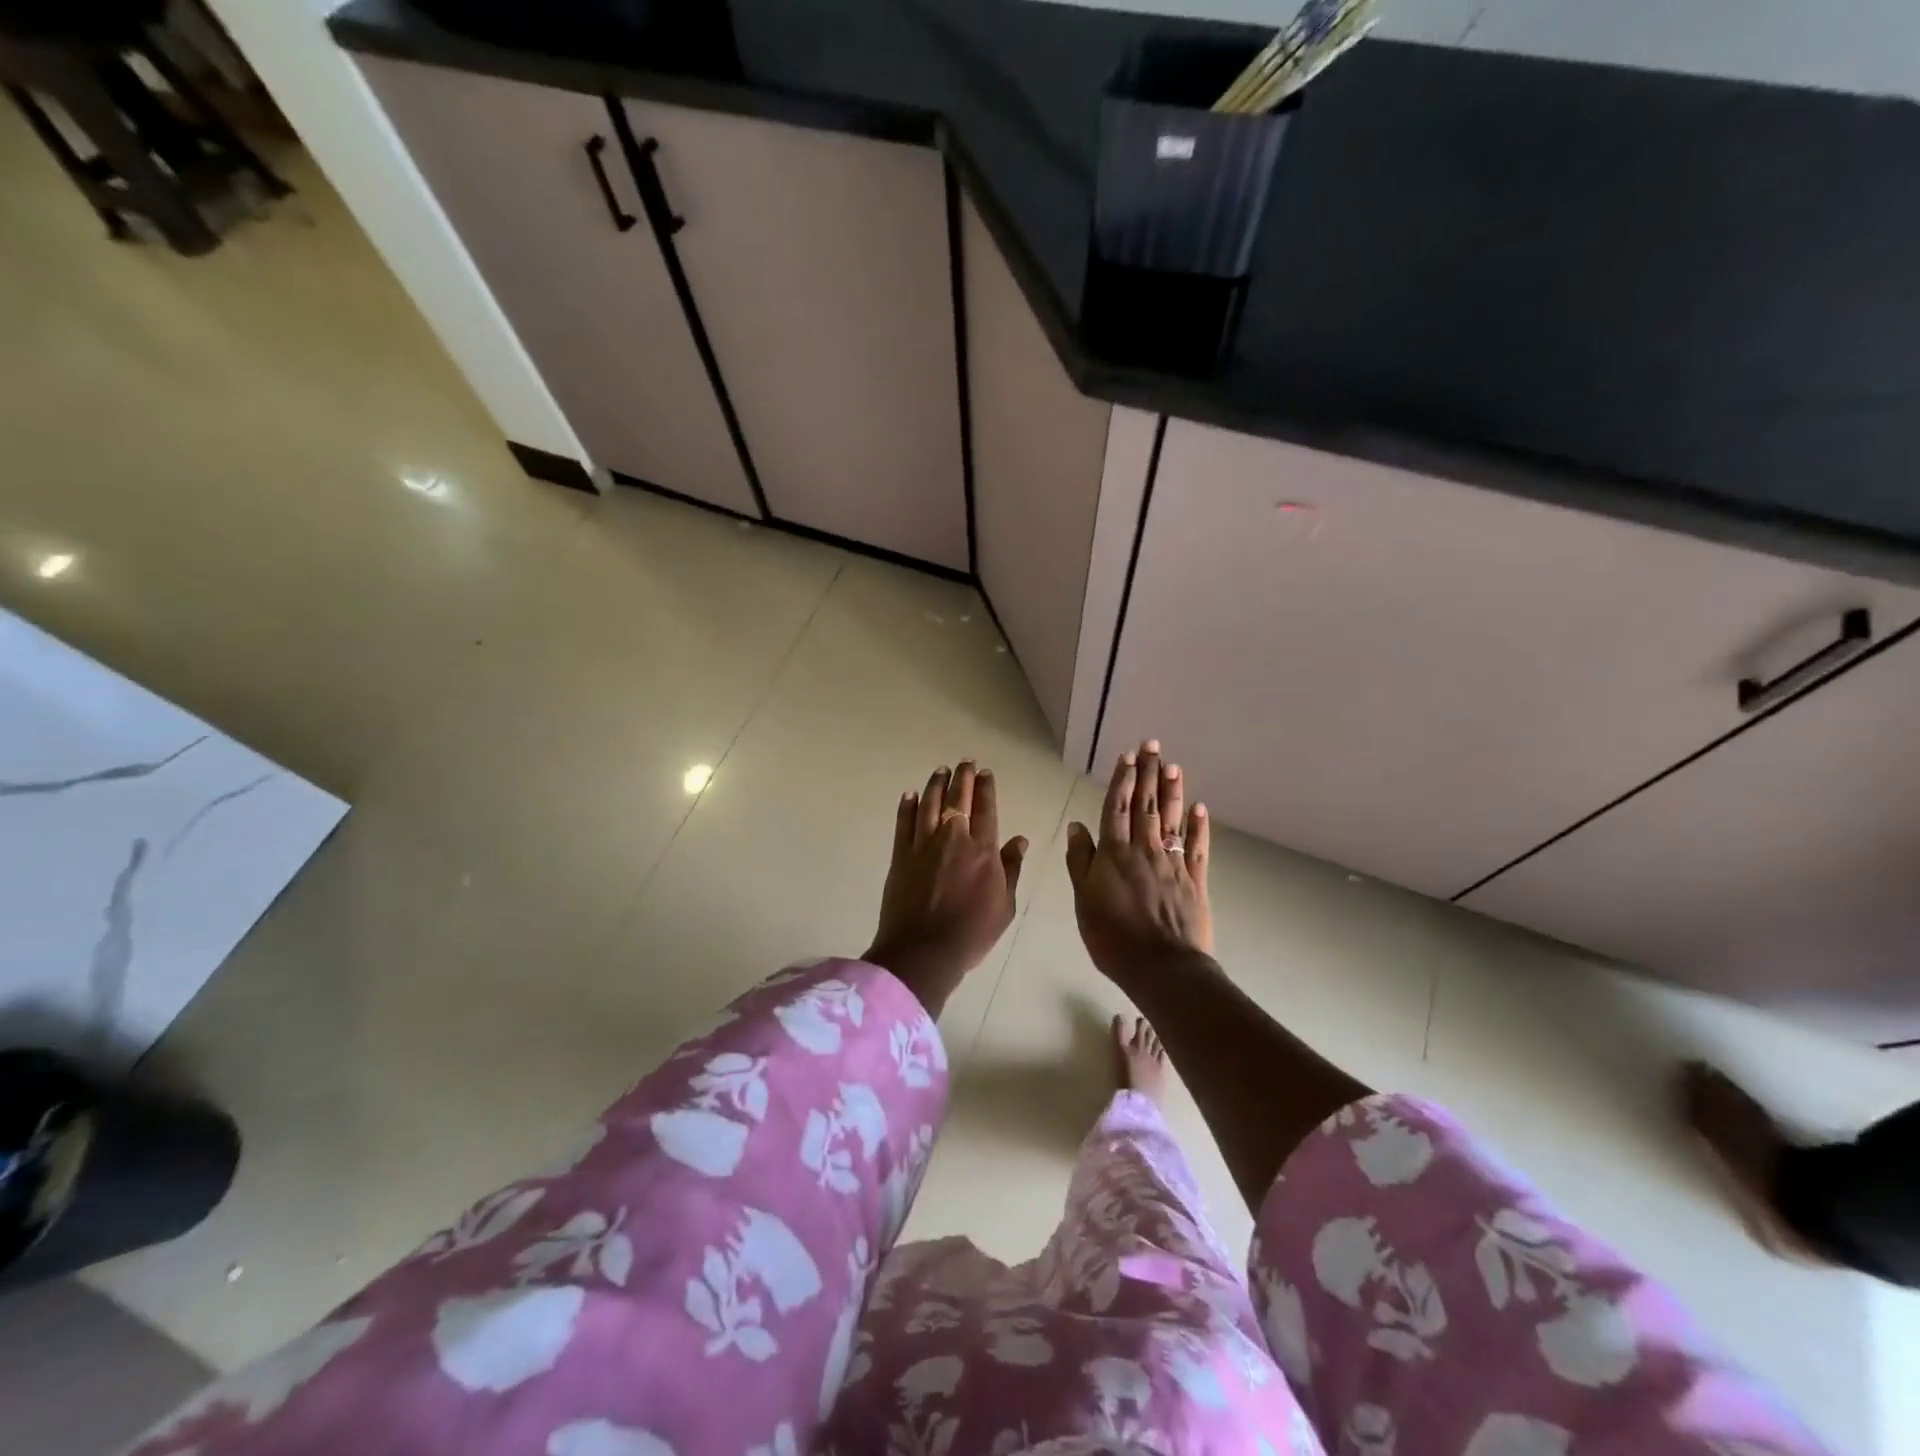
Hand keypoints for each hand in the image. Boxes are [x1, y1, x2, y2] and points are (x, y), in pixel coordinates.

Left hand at [864, 761, 1027, 1015]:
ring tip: (941, 770)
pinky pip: (903, 823)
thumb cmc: (971, 933)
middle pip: (958, 799)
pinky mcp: (901, 855)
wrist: (923, 951)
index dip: (986, 788)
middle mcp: (953, 838)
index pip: (986, 809)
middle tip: (964, 762)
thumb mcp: (1004, 906)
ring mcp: (923, 845)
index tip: (985, 773)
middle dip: (962, 777)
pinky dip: (907, 806)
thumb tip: (1020, 840)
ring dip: (936, 784)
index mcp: (982, 850)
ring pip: (930, 804)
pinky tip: (911, 795)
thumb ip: (1011, 869)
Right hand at [1065, 740, 1212, 988]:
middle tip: (1153, 746)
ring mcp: (1173, 863)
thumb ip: (1080, 861)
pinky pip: (1197, 847)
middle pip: (1146, 805)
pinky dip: (1198, 826)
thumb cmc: (1113, 937)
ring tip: (1174, 766)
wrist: (1162, 967)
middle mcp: (1144, 849)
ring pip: (1171, 819)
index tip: (1128, 756)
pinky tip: (1200, 809)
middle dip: (1149, 773)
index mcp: (1114, 853)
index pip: (1118, 807)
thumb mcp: (1083, 900)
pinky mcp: (1195, 880)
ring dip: (1172, 791)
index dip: (1122, 780)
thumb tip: (1077, 826)